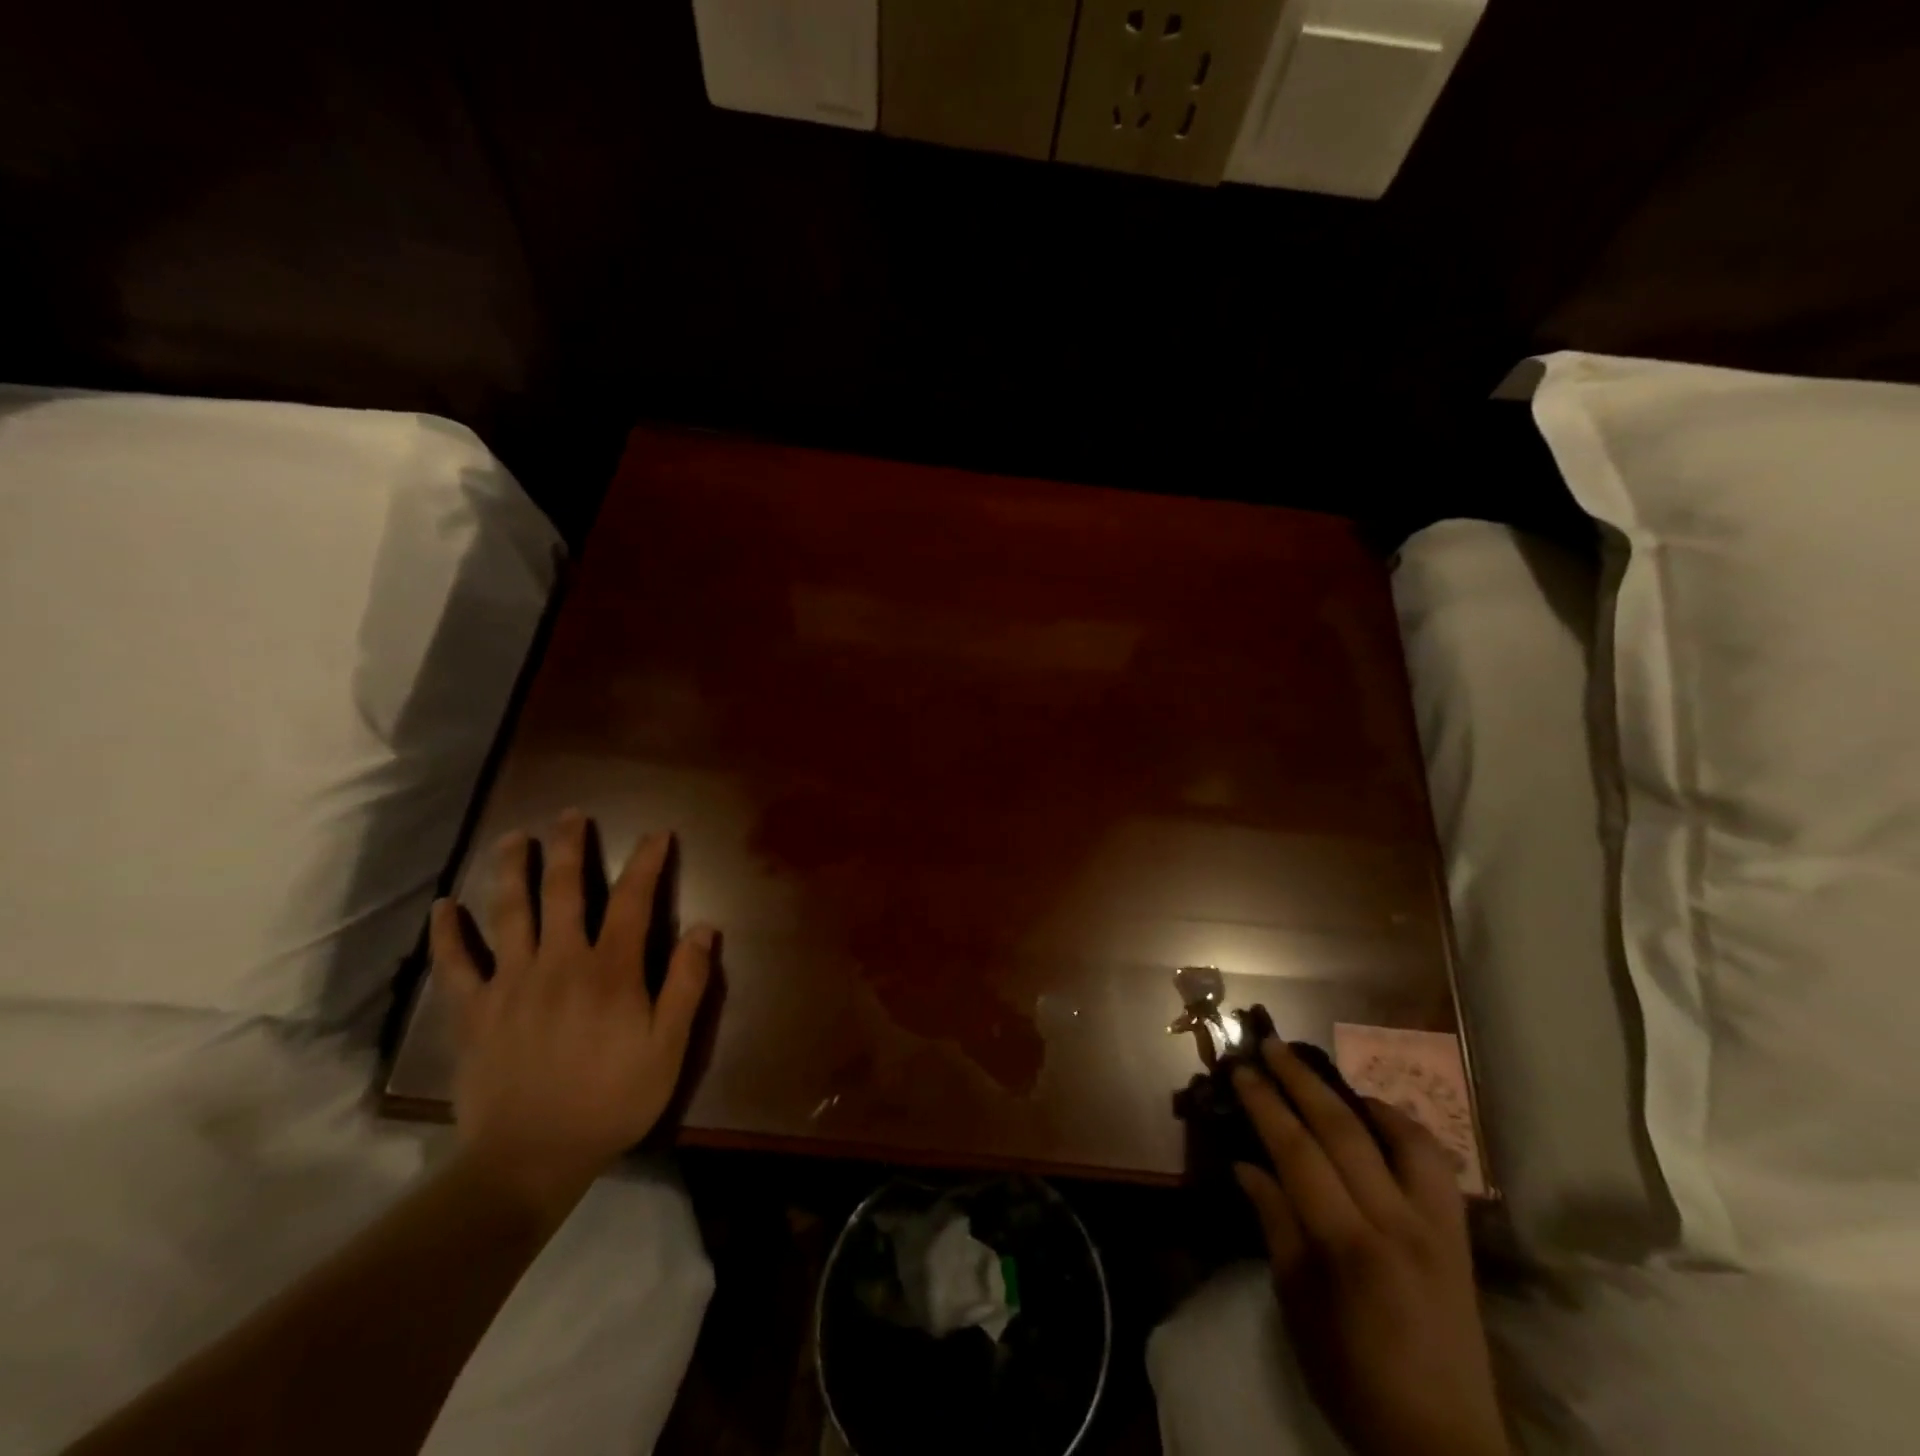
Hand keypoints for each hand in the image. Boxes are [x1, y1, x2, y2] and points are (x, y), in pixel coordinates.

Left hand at [429, 811, 713, 1220]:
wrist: (531, 1159)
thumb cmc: (612, 1100)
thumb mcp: (669, 1047)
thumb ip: (687, 984)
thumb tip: (704, 927)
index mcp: (611, 970)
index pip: (633, 900)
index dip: (646, 862)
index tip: (656, 834)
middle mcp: (560, 962)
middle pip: (564, 891)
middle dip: (569, 848)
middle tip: (570, 815)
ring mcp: (511, 983)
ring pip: (509, 913)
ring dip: (512, 870)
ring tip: (514, 838)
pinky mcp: (474, 1011)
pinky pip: (456, 965)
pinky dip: (448, 934)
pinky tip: (443, 907)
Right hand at [1233, 1040, 1508, 1455]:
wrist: (1445, 1445)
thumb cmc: (1353, 1379)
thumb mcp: (1297, 1308)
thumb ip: (1275, 1226)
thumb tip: (1246, 1165)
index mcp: (1348, 1246)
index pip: (1298, 1151)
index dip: (1266, 1105)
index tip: (1242, 1070)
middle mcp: (1397, 1224)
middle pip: (1344, 1130)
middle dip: (1301, 1080)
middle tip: (1271, 1045)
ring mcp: (1437, 1228)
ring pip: (1401, 1137)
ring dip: (1356, 1096)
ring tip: (1325, 1076)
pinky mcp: (1459, 1238)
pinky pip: (1436, 1165)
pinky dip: (1404, 1129)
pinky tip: (1378, 1118)